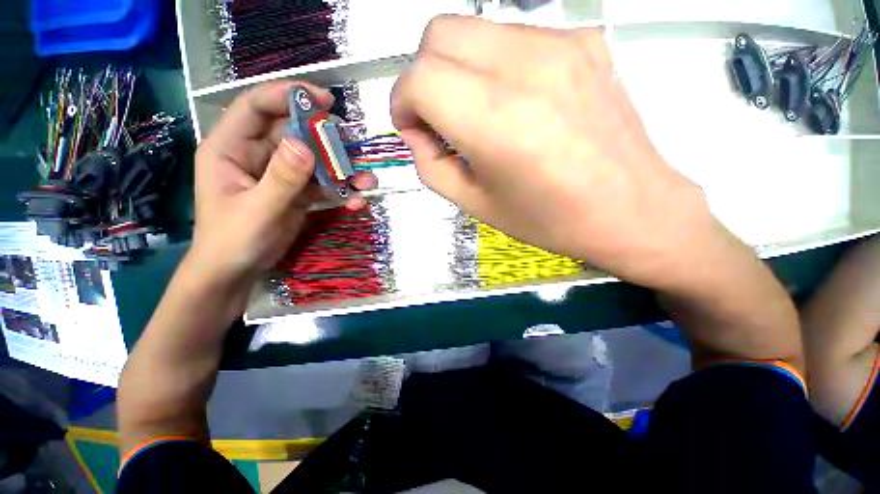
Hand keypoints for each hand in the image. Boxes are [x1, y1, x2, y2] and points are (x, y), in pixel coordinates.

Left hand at [191, 81, 377, 288]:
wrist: (237, 272)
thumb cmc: (233, 240)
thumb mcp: (257, 210)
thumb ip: (281, 179)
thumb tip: (304, 145)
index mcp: (231, 148)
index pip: (257, 107)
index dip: (289, 96)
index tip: (325, 101)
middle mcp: (256, 155)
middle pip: (294, 133)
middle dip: (326, 138)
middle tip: (353, 146)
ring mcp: (279, 174)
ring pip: (314, 160)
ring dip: (342, 169)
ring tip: (366, 181)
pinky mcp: (296, 192)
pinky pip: (322, 184)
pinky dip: (341, 191)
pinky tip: (356, 201)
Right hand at [391, 17, 711, 287]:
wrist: (630, 210)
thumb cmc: (548, 219)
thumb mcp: (475, 204)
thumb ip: (431, 166)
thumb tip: (418, 132)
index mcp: (497, 124)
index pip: (420, 80)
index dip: (402, 103)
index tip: (412, 128)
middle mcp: (526, 70)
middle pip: (439, 35)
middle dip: (423, 77)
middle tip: (438, 119)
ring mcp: (559, 46)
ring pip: (473, 29)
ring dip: (457, 70)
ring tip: (476, 114)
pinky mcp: (582, 41)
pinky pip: (512, 37)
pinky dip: (493, 65)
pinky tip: (513, 103)